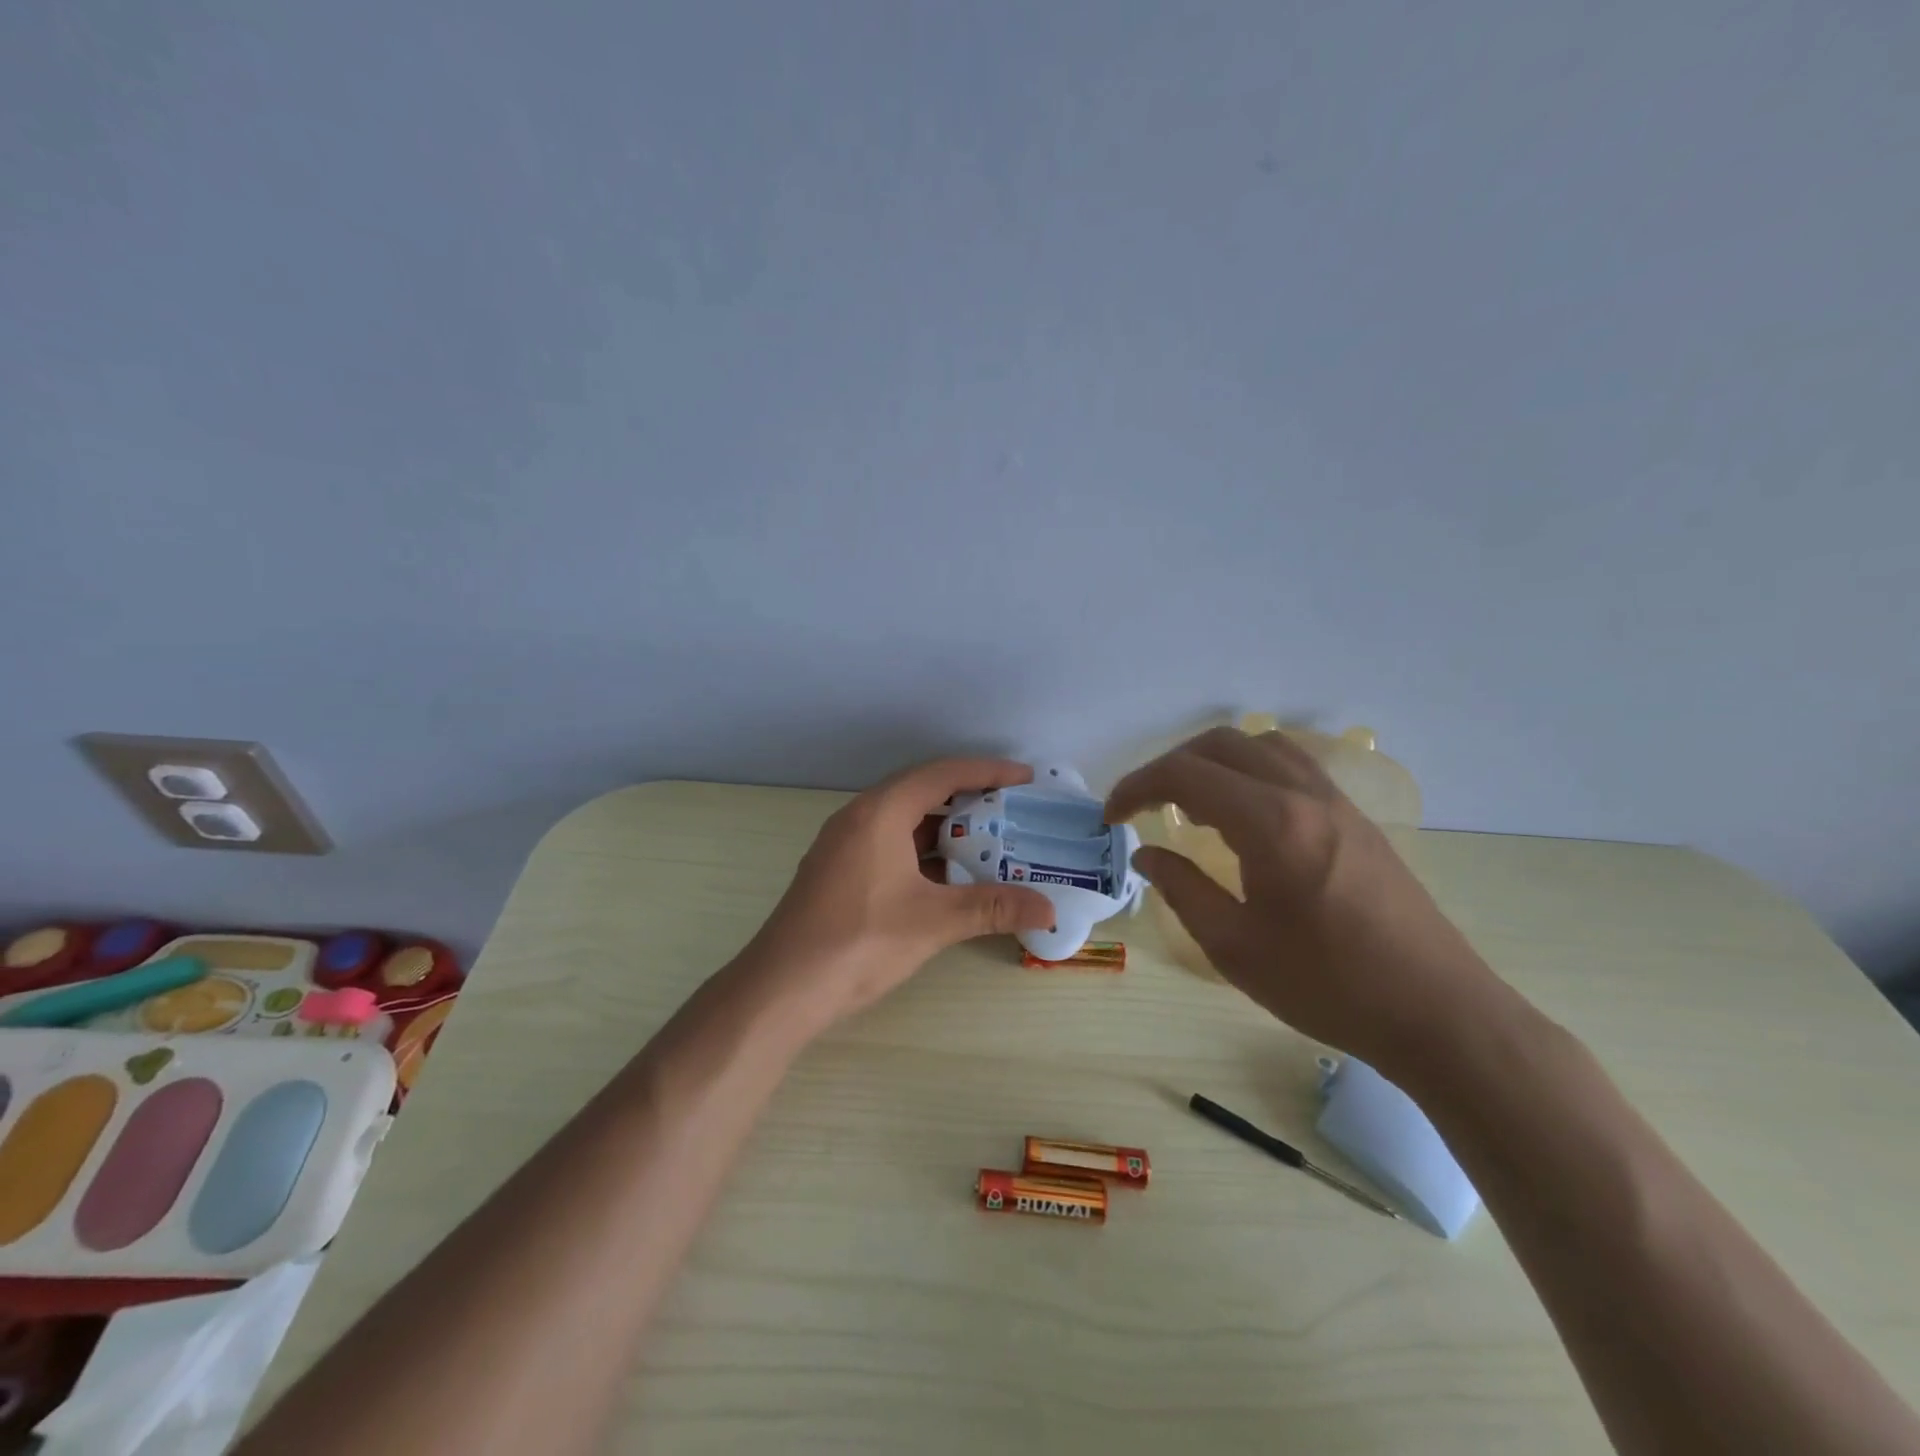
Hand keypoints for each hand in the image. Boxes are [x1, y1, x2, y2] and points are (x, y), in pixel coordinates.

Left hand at [739, 758, 1055, 1031]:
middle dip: (970, 799)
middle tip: (1013, 810)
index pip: (941, 774)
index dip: (987, 771)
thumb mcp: (933, 922)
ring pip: (905, 822)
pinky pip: (891, 845)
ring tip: (990, 842)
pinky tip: (949, 876)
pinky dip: (924, 852)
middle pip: (923, 792)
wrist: (781, 989)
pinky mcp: (839, 872)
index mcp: (880, 813)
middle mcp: (859, 817)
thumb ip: (992, 908)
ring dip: (946, 829)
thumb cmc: (859, 942)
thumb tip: (1048, 909)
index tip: (1025, 777)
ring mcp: (844, 845)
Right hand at [1106, 727, 1502, 1069]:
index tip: (1111, 817)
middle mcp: (1303, 794)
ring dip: (1212, 762)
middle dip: (1169, 766)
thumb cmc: (1328, 986)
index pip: (1185, 775)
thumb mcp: (1235, 947)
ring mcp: (1336, 801)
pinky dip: (1250, 771)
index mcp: (1270, 824)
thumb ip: (1182, 890)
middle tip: (1143, 807)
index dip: (1136, 787)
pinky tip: (1243, 815)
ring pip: (1260, 745)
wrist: (1437, 1012)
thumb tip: (1148, 856)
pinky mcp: (1356, 817)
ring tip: (1191, 805)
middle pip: (1221, 744)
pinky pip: (1291, 766)